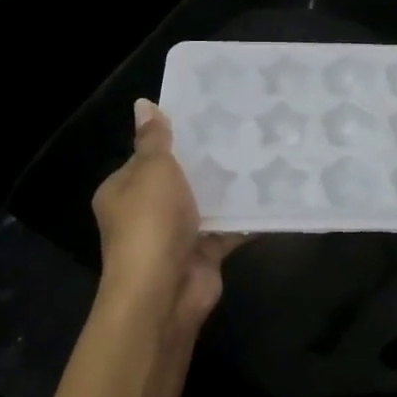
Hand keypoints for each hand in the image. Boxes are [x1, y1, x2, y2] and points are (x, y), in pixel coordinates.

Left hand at [91, 98, 242, 337]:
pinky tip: (273, 192)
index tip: (206, 117)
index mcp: (123, 191)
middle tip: (242, 131)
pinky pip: (228, 228)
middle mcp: (145, 213)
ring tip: (263, 153)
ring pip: (206, 203)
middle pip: (179, 179)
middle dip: (207, 161)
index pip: (146, 157)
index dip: (172, 138)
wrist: (163, 293)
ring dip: (229, 188)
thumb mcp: (152, 170)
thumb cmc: (150, 223)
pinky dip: (247, 217)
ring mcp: (175, 235)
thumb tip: (143, 103)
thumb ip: (154, 139)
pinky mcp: (203, 254)